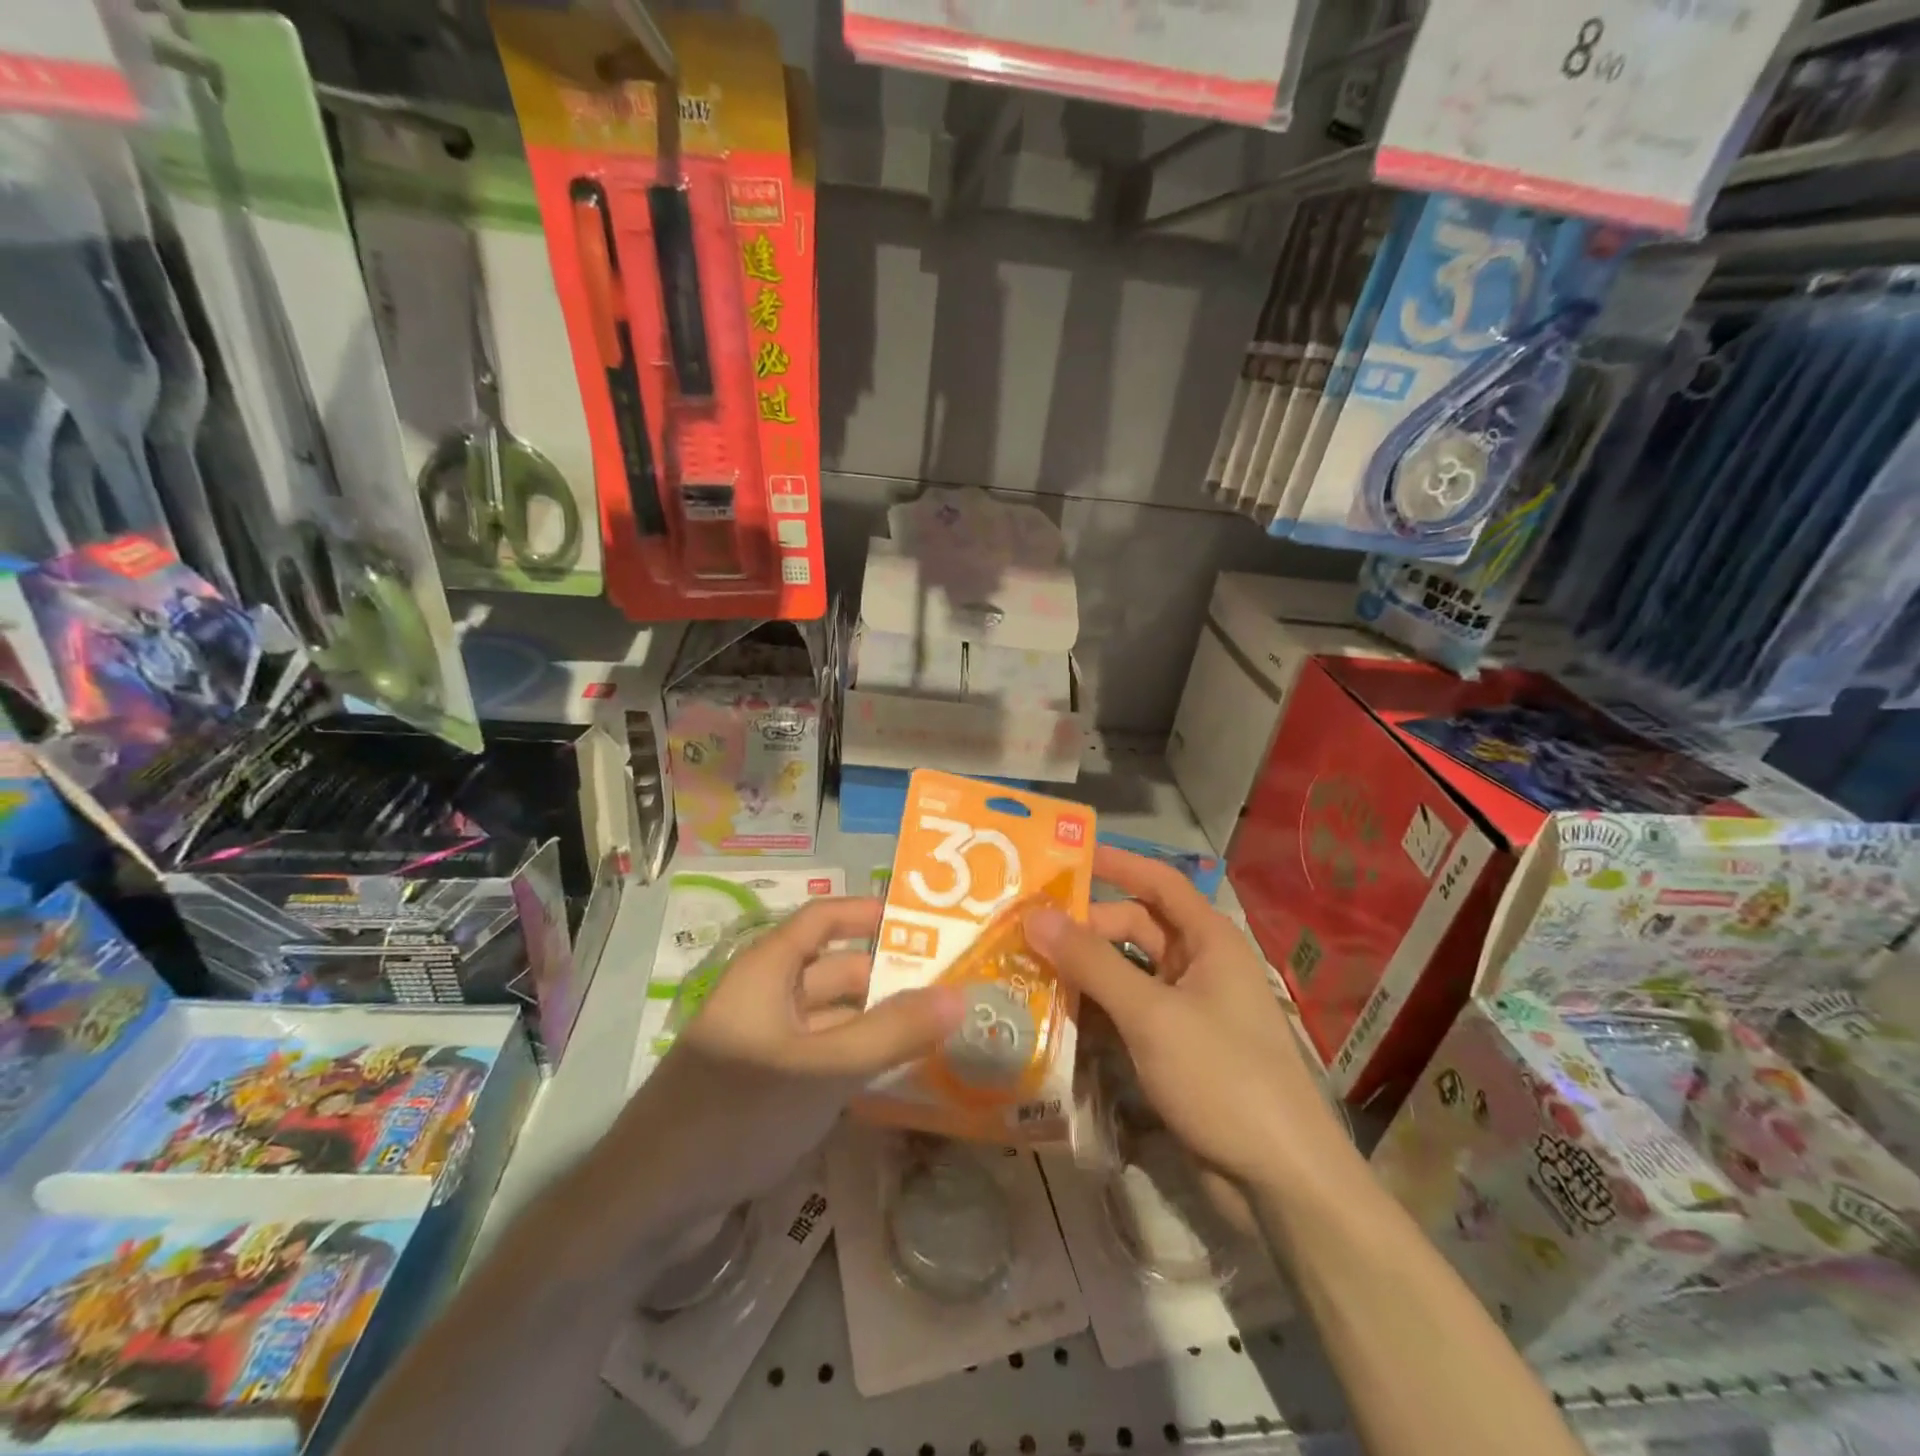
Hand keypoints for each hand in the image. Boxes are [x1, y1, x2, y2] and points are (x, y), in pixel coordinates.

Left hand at [604, 898, 964, 1226]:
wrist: (647, 1203)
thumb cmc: (737, 1110)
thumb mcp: (824, 1068)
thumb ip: (893, 1032)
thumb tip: (960, 995)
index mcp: (769, 969)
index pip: (825, 917)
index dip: (870, 913)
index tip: (925, 922)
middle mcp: (766, 997)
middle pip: (835, 971)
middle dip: (889, 977)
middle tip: (952, 989)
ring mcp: (764, 1045)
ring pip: (831, 1020)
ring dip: (876, 1024)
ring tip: (939, 1034)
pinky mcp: (763, 1089)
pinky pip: (820, 1059)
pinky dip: (855, 1062)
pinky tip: (896, 1080)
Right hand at [1028, 848, 1349, 1197]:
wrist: (1279, 1181)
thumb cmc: (1222, 1076)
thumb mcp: (1151, 1014)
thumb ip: (1091, 963)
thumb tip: (1035, 915)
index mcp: (1208, 940)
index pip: (1158, 882)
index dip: (1116, 864)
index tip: (1065, 854)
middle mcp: (1198, 966)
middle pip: (1134, 928)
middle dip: (1085, 926)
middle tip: (1026, 928)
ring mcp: (1187, 1009)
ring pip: (1127, 973)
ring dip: (1084, 969)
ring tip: (1026, 965)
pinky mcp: (1174, 1049)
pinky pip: (1127, 1012)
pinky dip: (1095, 1009)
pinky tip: (1054, 1013)